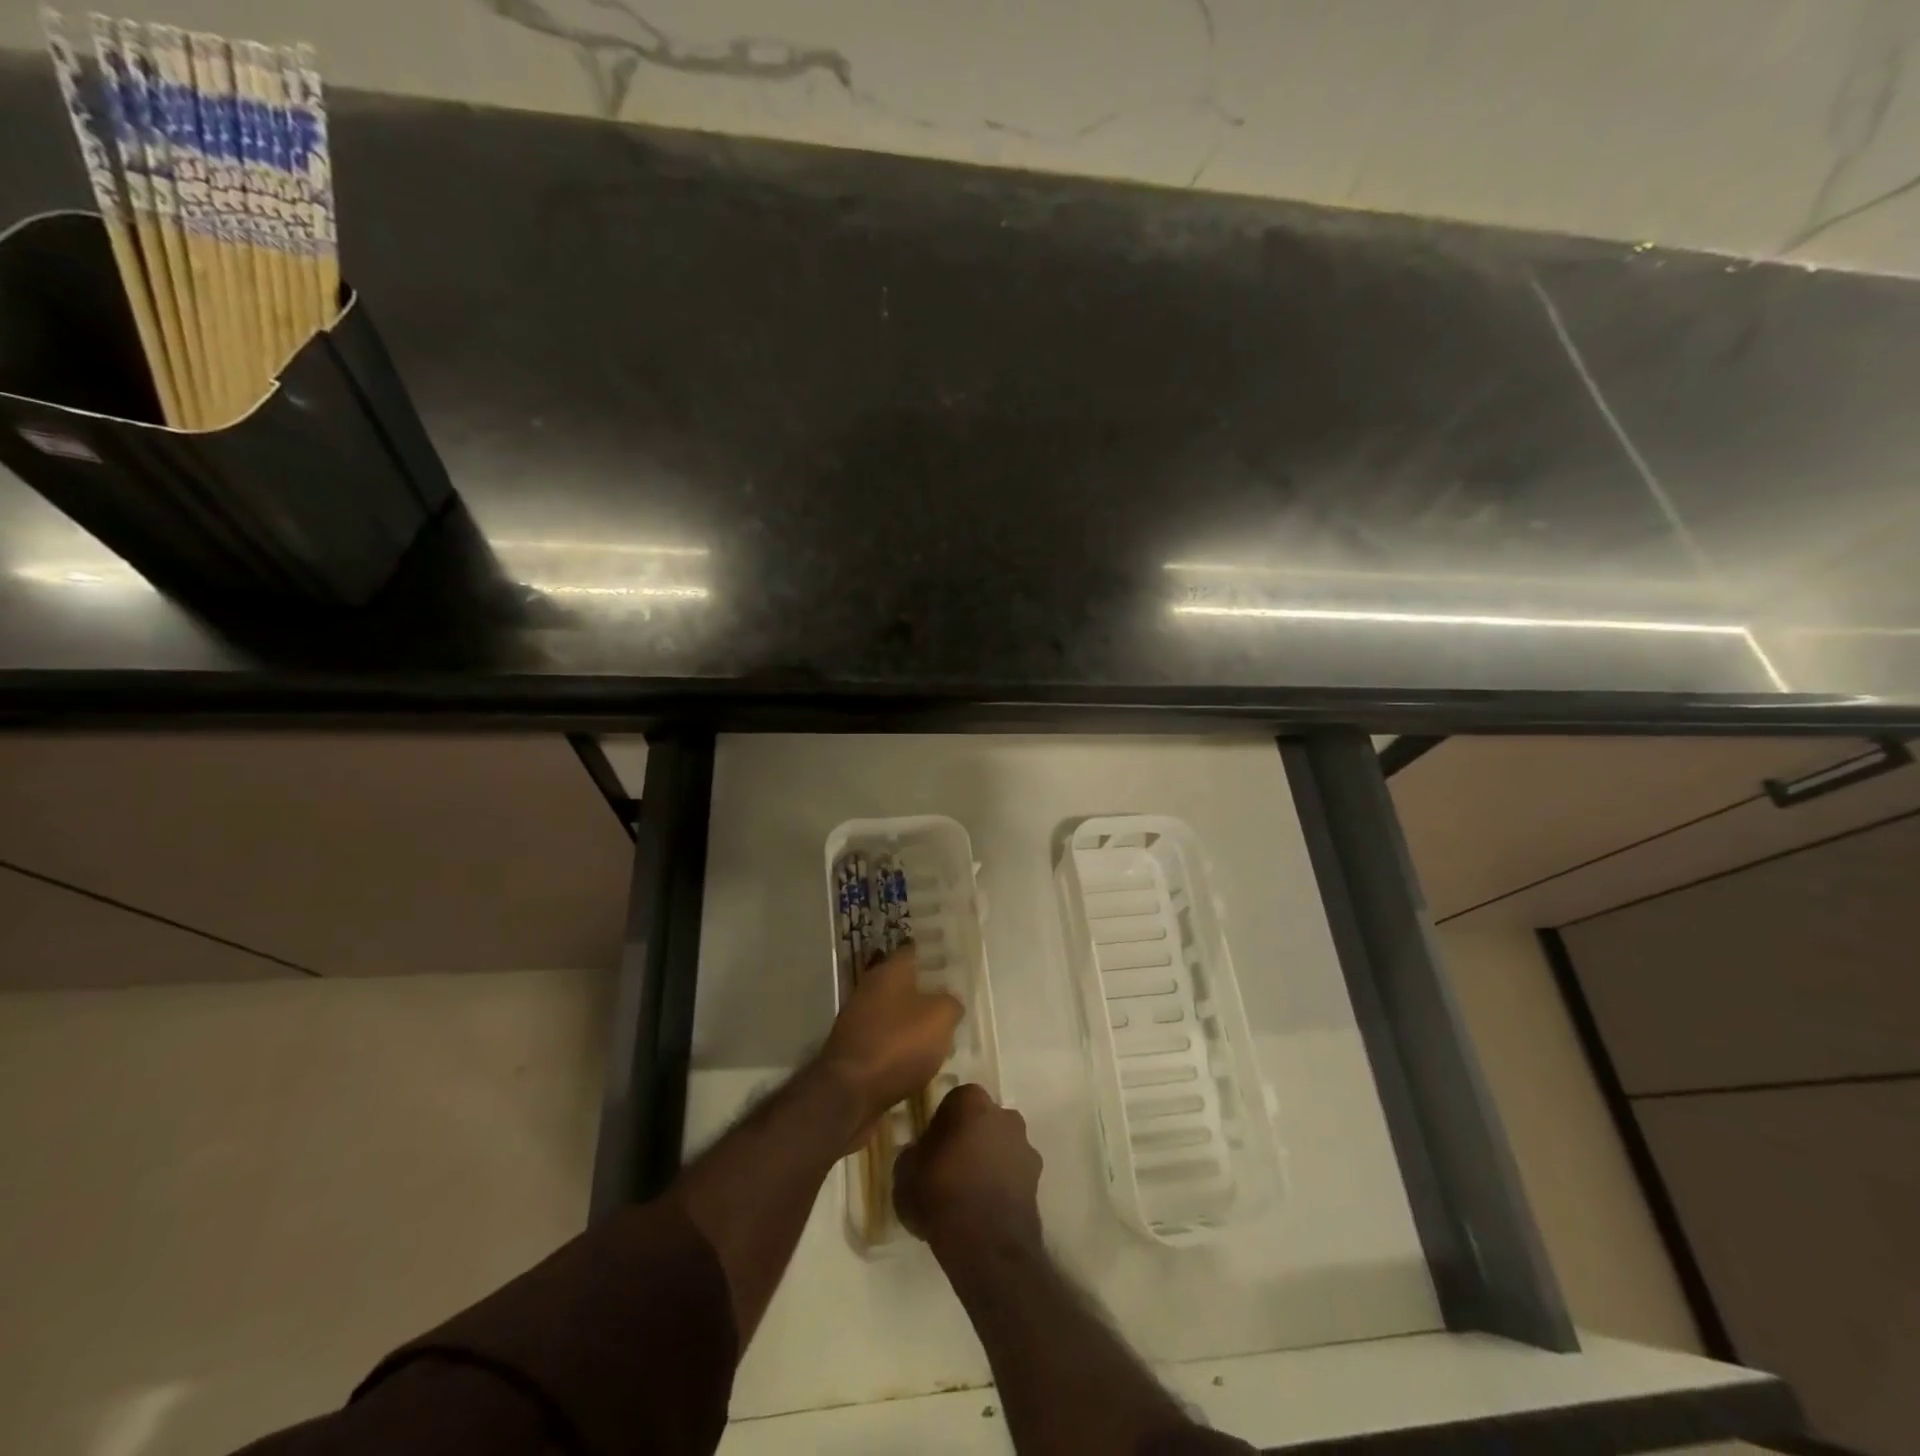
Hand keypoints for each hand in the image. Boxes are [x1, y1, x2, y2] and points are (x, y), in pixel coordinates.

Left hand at [818, 943, 961, 1124]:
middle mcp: (869, 988)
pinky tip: (916, 1058)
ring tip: (938, 1032)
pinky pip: (883, 1038)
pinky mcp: (852, 1049)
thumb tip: (950, 1001)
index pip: (911, 951)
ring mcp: (857, 1019)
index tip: (949, 960)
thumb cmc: (898, 1043)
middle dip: (923, 989)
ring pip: (891, 1011)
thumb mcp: (940, 1018)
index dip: (931, 954)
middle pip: (901, 982)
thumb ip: (951, 1003)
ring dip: (911, 1019)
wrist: (849, 1092)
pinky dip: (898, 1044)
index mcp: (889, 971)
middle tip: (950, 999)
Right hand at [894, 1083, 1042, 1248]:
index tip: (931, 1148)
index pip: (954, 1101)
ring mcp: (1025, 1146)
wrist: (986, 1244)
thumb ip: (912, 1154)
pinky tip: (985, 1209)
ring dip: (989, 1161)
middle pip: (982, 1121)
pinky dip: (1002, 1185)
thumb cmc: (940, 1194)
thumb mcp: (905, 1173)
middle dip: (969, 1138)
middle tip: (950, 1168)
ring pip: (1001, 1146)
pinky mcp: (1037, 1179)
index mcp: (971, 1101)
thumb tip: (919, 1153)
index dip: (941, 1124)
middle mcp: (1004, 1114)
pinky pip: (1013, 1174)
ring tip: (969, 1194)